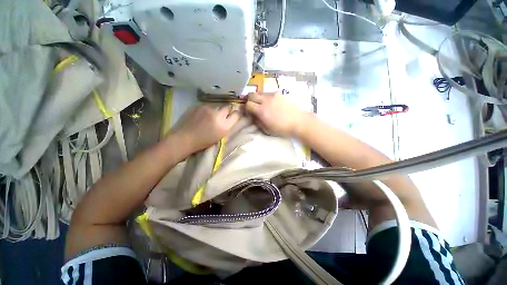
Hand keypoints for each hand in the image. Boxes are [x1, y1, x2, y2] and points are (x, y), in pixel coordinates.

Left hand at [169, 105, 239, 152]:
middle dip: (227, 110)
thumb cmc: (203, 142)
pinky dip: (206, 110)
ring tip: (209, 117)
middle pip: (228, 107)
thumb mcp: (220, 136)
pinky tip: (201, 116)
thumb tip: (232, 118)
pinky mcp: (198, 105)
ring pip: (216, 106)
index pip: (236, 115)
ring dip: (216, 111)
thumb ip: (227, 126)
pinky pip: (206, 106)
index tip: (235, 114)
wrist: (183, 138)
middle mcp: (217, 114)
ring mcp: (207, 108)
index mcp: (224, 125)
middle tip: (223, 115)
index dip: (237, 114)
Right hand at [246, 91, 308, 136]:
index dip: (247, 108)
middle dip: (250, 100)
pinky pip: (270, 93)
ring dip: (259, 98)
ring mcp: (274, 95)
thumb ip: (257, 122)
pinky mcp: (281, 93)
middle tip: (253, 105)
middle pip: (251, 94)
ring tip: (265, 105)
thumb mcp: (267, 129)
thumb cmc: (283, 129)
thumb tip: (252, 116)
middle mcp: (266, 100)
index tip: (249, 112)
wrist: (299, 122)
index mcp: (262, 111)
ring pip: (261, 93)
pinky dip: (268, 98)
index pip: (248, 104)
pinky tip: (274, 104)